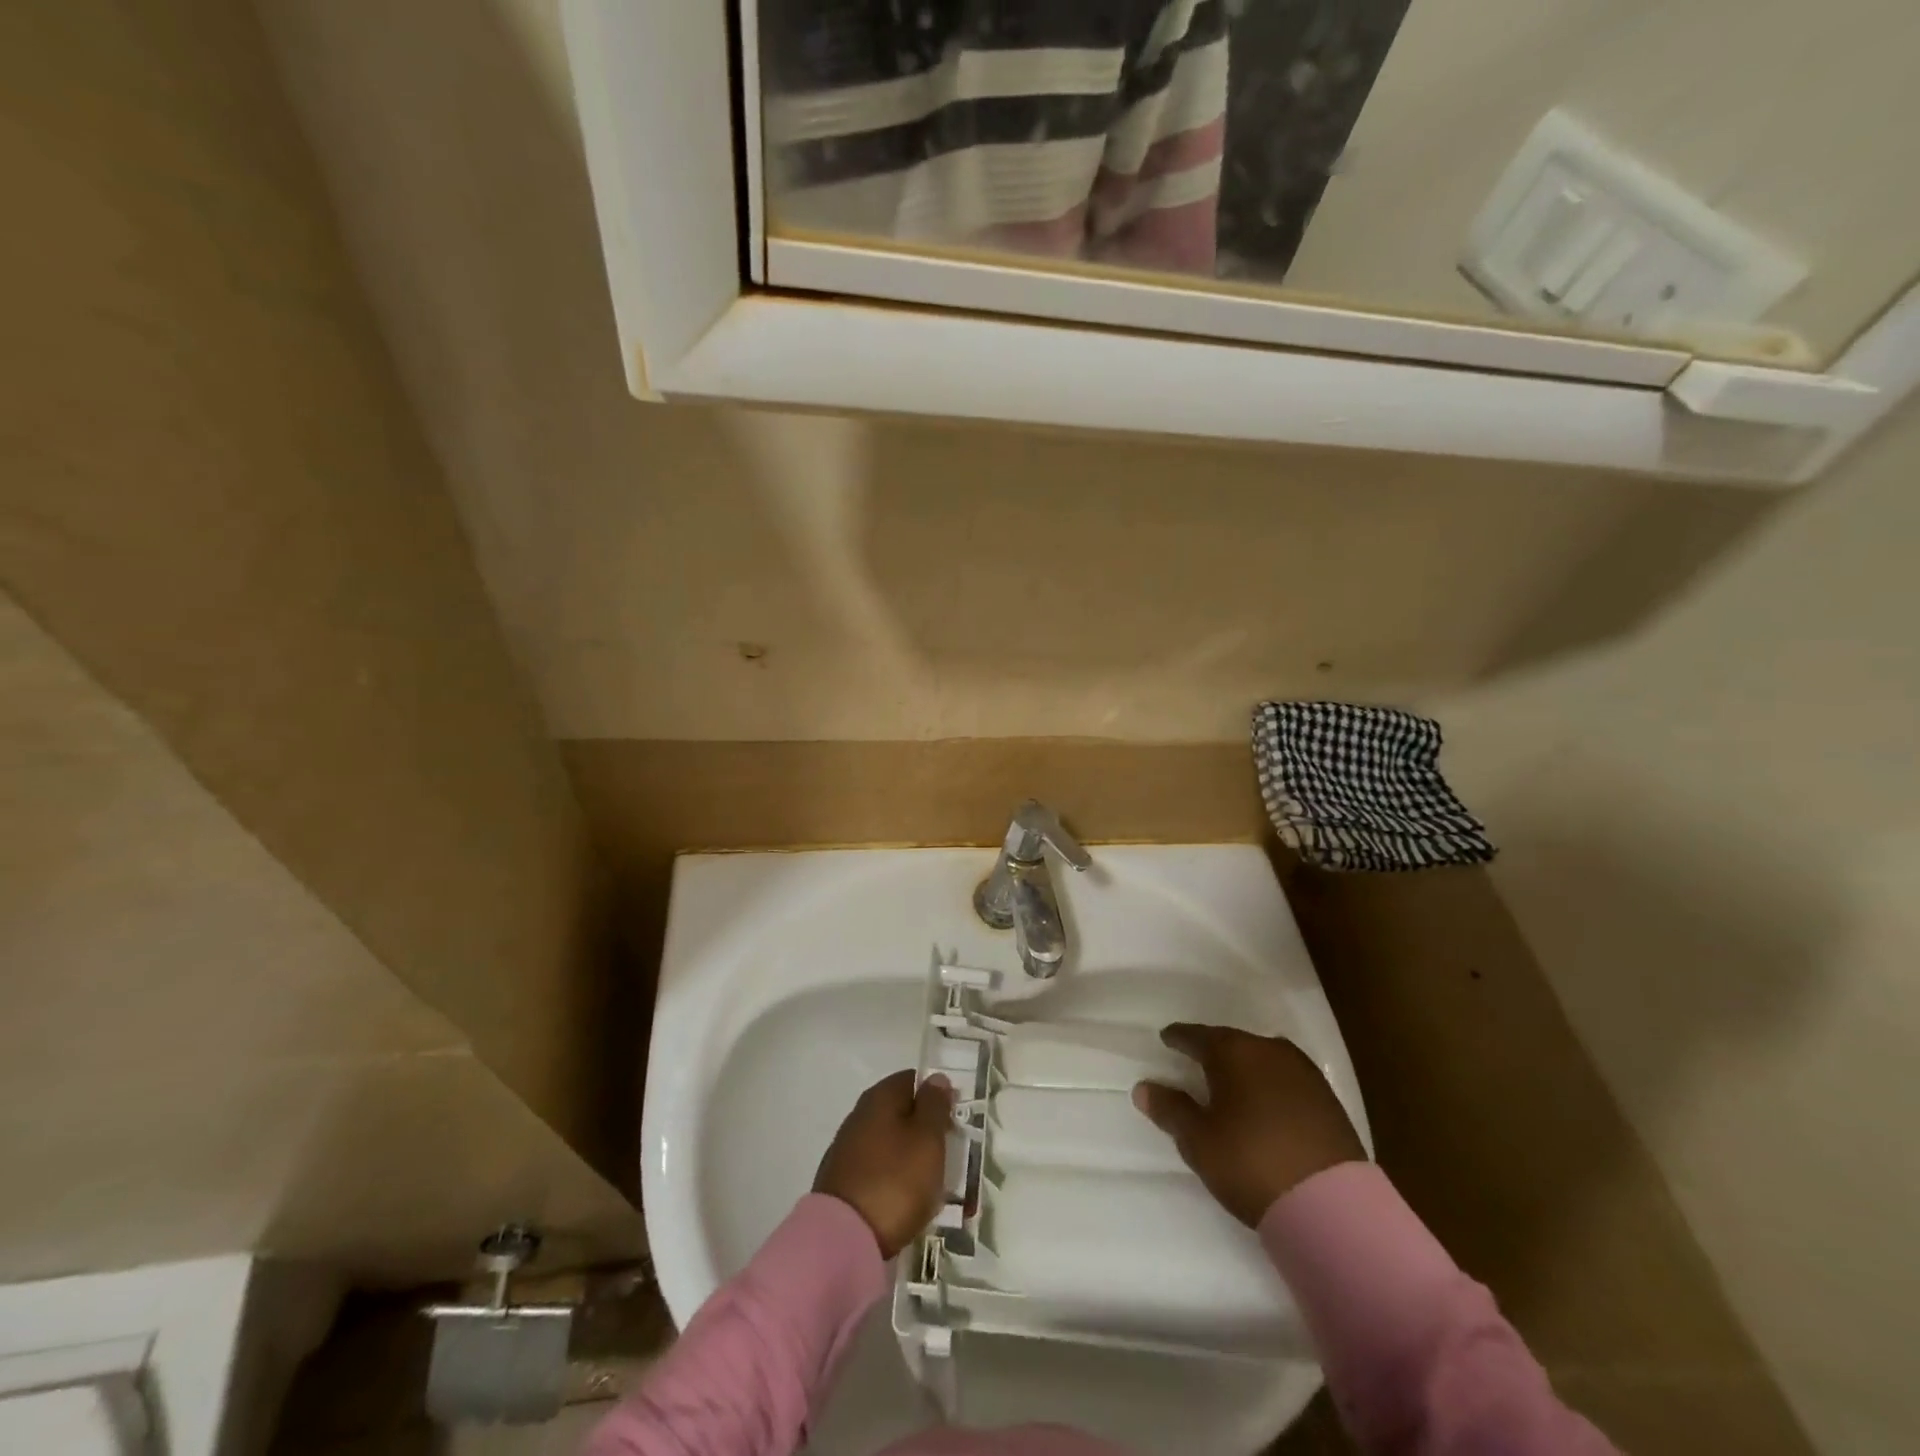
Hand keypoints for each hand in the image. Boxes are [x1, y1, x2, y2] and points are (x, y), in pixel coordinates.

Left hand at [814, 1070, 954, 1257]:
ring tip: (934, 1188)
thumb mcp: (927, 1138)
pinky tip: (907, 1203)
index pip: (913, 1081)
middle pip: (902, 1114)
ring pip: (891, 1145)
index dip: (937, 1097)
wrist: (843, 1241)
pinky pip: (879, 1171)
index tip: (955, 1123)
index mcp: (879, 1097)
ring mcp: (848, 1150)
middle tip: (950, 1158)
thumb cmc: (895, 1180)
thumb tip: (935, 1078)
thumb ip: (934, 1105)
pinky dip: (895, 1180)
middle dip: (926, 1133)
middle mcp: (859, 1115)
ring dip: (913, 1159)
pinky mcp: (843, 1182)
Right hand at [1134, 1023, 1365, 1226]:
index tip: (1167, 1039)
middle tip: (1196, 1063)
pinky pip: (1286, 1080)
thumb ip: (1170, 1110)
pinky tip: (1265, 1104)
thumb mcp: (1199, 1140)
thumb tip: (1144, 1088)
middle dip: (1213, 1051)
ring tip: (1231, 1085)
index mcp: (1234, 1051)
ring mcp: (1304, 1073)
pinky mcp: (1328, 1099)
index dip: (1178, 1038)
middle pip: (1232, 1043)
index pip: (1196, 1036)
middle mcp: (1269, 1050)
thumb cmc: (1251, 1162)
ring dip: (1245, 1068)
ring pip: (1262, 1059)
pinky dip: (1270, 1086)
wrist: (1333, 1206)